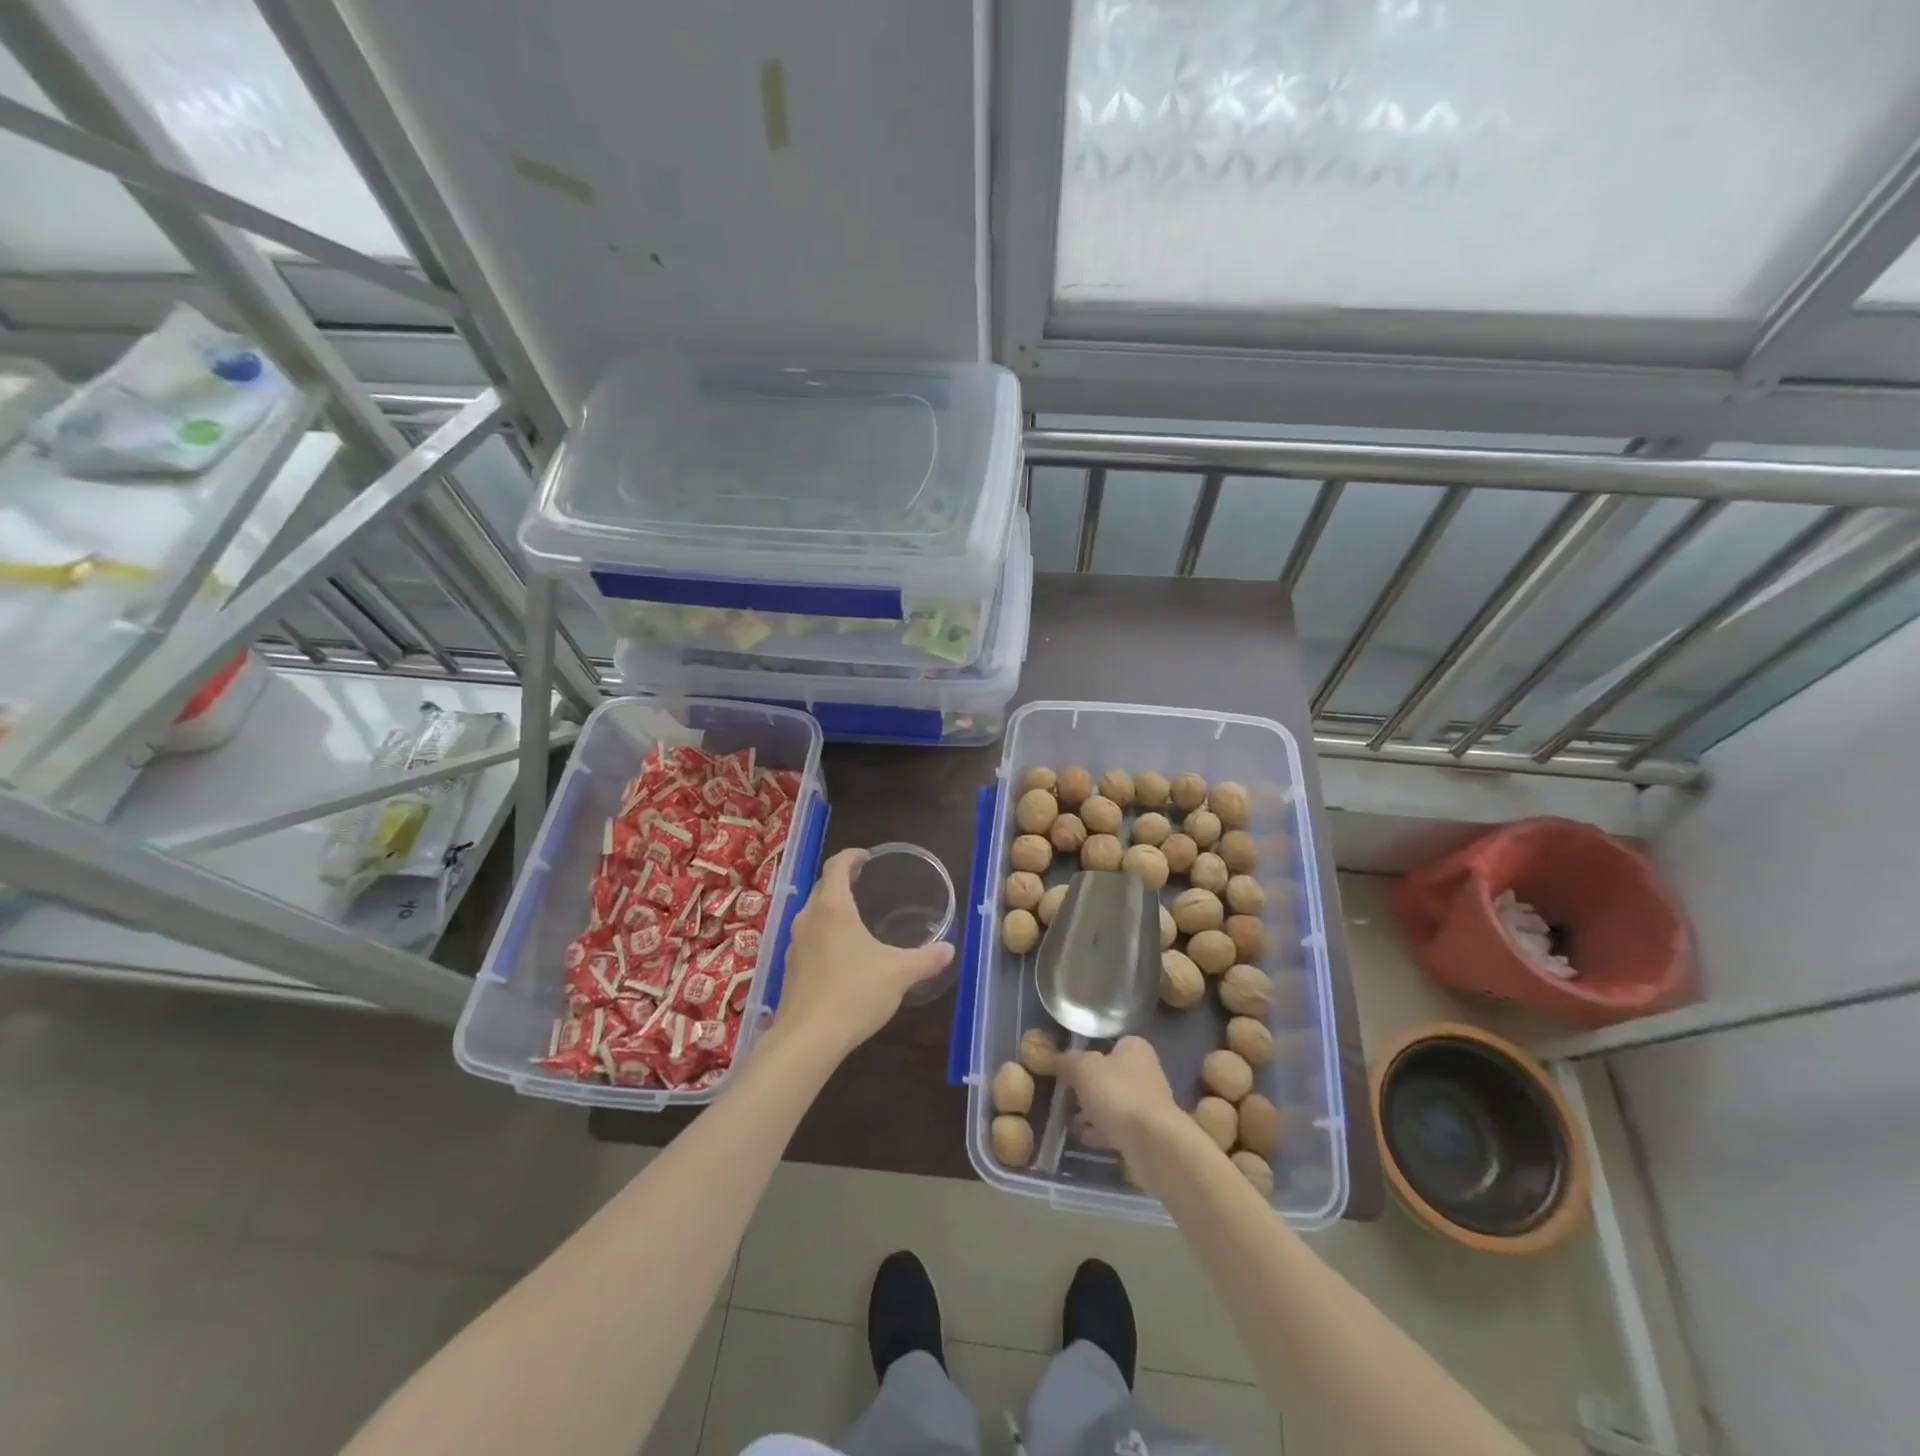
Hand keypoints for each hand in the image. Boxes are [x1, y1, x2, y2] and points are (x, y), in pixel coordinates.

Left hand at [771, 848, 953, 1060]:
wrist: (807, 1039)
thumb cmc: (854, 993)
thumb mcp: (899, 973)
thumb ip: (926, 958)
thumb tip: (949, 949)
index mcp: (832, 907)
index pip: (836, 865)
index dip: (852, 856)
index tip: (868, 857)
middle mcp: (808, 917)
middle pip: (822, 886)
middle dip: (842, 880)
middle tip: (865, 881)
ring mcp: (795, 943)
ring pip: (813, 912)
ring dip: (831, 907)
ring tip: (855, 916)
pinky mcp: (790, 967)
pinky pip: (809, 937)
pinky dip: (825, 932)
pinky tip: (842, 953)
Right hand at [1058, 1036, 1181, 1159]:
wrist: (1152, 1144)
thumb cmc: (1117, 1094)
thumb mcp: (1082, 1068)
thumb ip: (1066, 1061)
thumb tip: (1052, 1057)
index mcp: (1134, 1048)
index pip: (1106, 1045)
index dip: (1084, 1055)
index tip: (1065, 1070)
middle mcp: (1145, 1072)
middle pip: (1106, 1076)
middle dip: (1084, 1089)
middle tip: (1064, 1098)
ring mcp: (1147, 1104)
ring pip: (1111, 1104)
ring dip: (1090, 1113)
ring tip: (1069, 1122)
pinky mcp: (1146, 1133)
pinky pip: (1117, 1127)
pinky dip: (1100, 1132)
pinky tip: (1084, 1138)